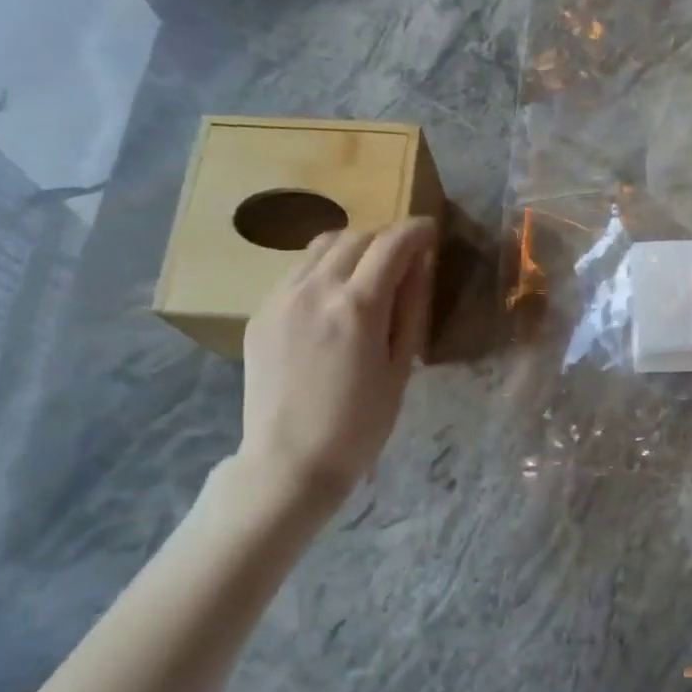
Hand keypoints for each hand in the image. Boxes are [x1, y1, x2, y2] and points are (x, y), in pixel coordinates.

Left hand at [233, 217, 436, 512]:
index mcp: (357, 306)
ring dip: (352, 247)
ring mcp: (281, 298)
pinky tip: (333, 296)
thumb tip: (418, 265)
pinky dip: (323, 268)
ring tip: (367, 270)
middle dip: (385, 237)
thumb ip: (409, 309)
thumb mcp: (399, 368)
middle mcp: (315, 289)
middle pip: (355, 237)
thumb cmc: (359, 424)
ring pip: (321, 246)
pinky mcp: (260, 313)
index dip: (416, 230)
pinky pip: (296, 271)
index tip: (430, 231)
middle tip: (403, 255)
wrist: (289, 462)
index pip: (392, 243)